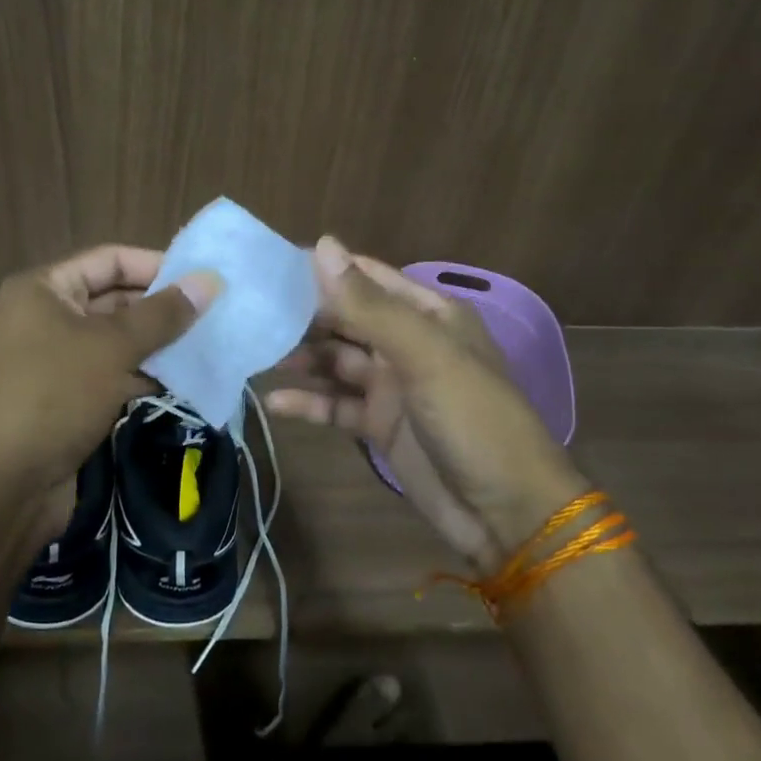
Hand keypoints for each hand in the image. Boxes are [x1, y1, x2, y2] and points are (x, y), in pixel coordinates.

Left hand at [0, 246, 219, 537]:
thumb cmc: (53, 395)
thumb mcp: (112, 347)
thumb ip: (163, 314)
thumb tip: (209, 280)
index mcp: (43, 289)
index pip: (109, 259)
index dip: (156, 265)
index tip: (203, 279)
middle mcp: (45, 317)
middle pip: (113, 299)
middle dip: (160, 308)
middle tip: (213, 314)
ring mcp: (53, 361)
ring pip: (115, 341)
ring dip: (156, 344)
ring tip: (207, 344)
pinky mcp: (65, 400)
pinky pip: (110, 374)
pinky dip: (142, 375)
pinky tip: (182, 379)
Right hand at [267, 237, 581, 570]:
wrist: (508, 516)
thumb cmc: (473, 420)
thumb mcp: (423, 355)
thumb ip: (369, 305)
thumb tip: (322, 245)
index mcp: (428, 314)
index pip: (367, 277)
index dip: (324, 269)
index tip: (271, 263)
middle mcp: (408, 343)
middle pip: (346, 319)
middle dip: (304, 316)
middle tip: (252, 310)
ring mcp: (393, 386)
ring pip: (336, 361)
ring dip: (302, 358)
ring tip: (257, 352)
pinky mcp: (380, 426)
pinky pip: (337, 405)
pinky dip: (309, 402)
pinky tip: (274, 402)